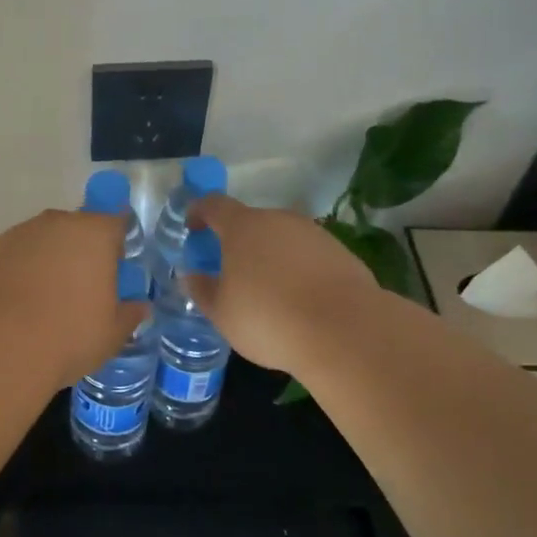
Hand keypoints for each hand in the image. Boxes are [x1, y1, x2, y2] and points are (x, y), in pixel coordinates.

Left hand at [0, 209, 146, 397]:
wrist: (0, 347)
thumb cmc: (69, 336)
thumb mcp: (112, 334)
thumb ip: (129, 314)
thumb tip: (139, 307)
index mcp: (95, 234)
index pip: (116, 222)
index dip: (117, 244)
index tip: (114, 269)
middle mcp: (56, 223)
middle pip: (76, 228)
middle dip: (80, 251)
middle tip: (80, 289)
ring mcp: (18, 233)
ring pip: (41, 241)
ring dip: (46, 260)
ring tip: (43, 301)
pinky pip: (12, 256)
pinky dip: (16, 271)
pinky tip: (14, 304)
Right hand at [185, 194, 383, 374]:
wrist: (345, 332)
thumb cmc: (269, 319)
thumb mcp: (222, 313)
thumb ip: (202, 290)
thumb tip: (191, 276)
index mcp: (243, 227)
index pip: (213, 205)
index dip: (199, 213)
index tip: (192, 228)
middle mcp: (278, 219)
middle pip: (250, 222)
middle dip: (237, 242)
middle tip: (231, 271)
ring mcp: (313, 233)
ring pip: (281, 238)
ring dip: (270, 256)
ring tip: (267, 291)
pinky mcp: (340, 252)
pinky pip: (307, 255)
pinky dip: (297, 269)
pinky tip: (299, 300)